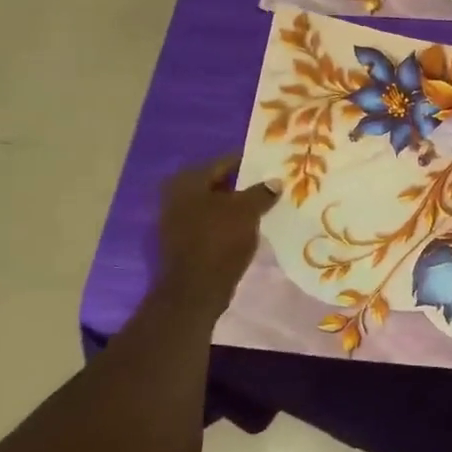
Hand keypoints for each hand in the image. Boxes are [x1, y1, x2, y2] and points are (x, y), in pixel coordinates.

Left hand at [156, 155, 278, 320]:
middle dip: (245, 185)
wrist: (195, 290)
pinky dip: (230, 222)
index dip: (250, 162)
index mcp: (188, 181)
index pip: (225, 162)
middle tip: (273, 184)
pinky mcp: (184, 241)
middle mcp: (177, 195)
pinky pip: (213, 223)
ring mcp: (178, 220)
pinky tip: (251, 226)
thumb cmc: (219, 241)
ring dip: (238, 205)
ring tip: (266, 205)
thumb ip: (261, 193)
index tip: (272, 164)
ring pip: (216, 205)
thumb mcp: (246, 212)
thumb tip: (275, 181)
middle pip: (219, 183)